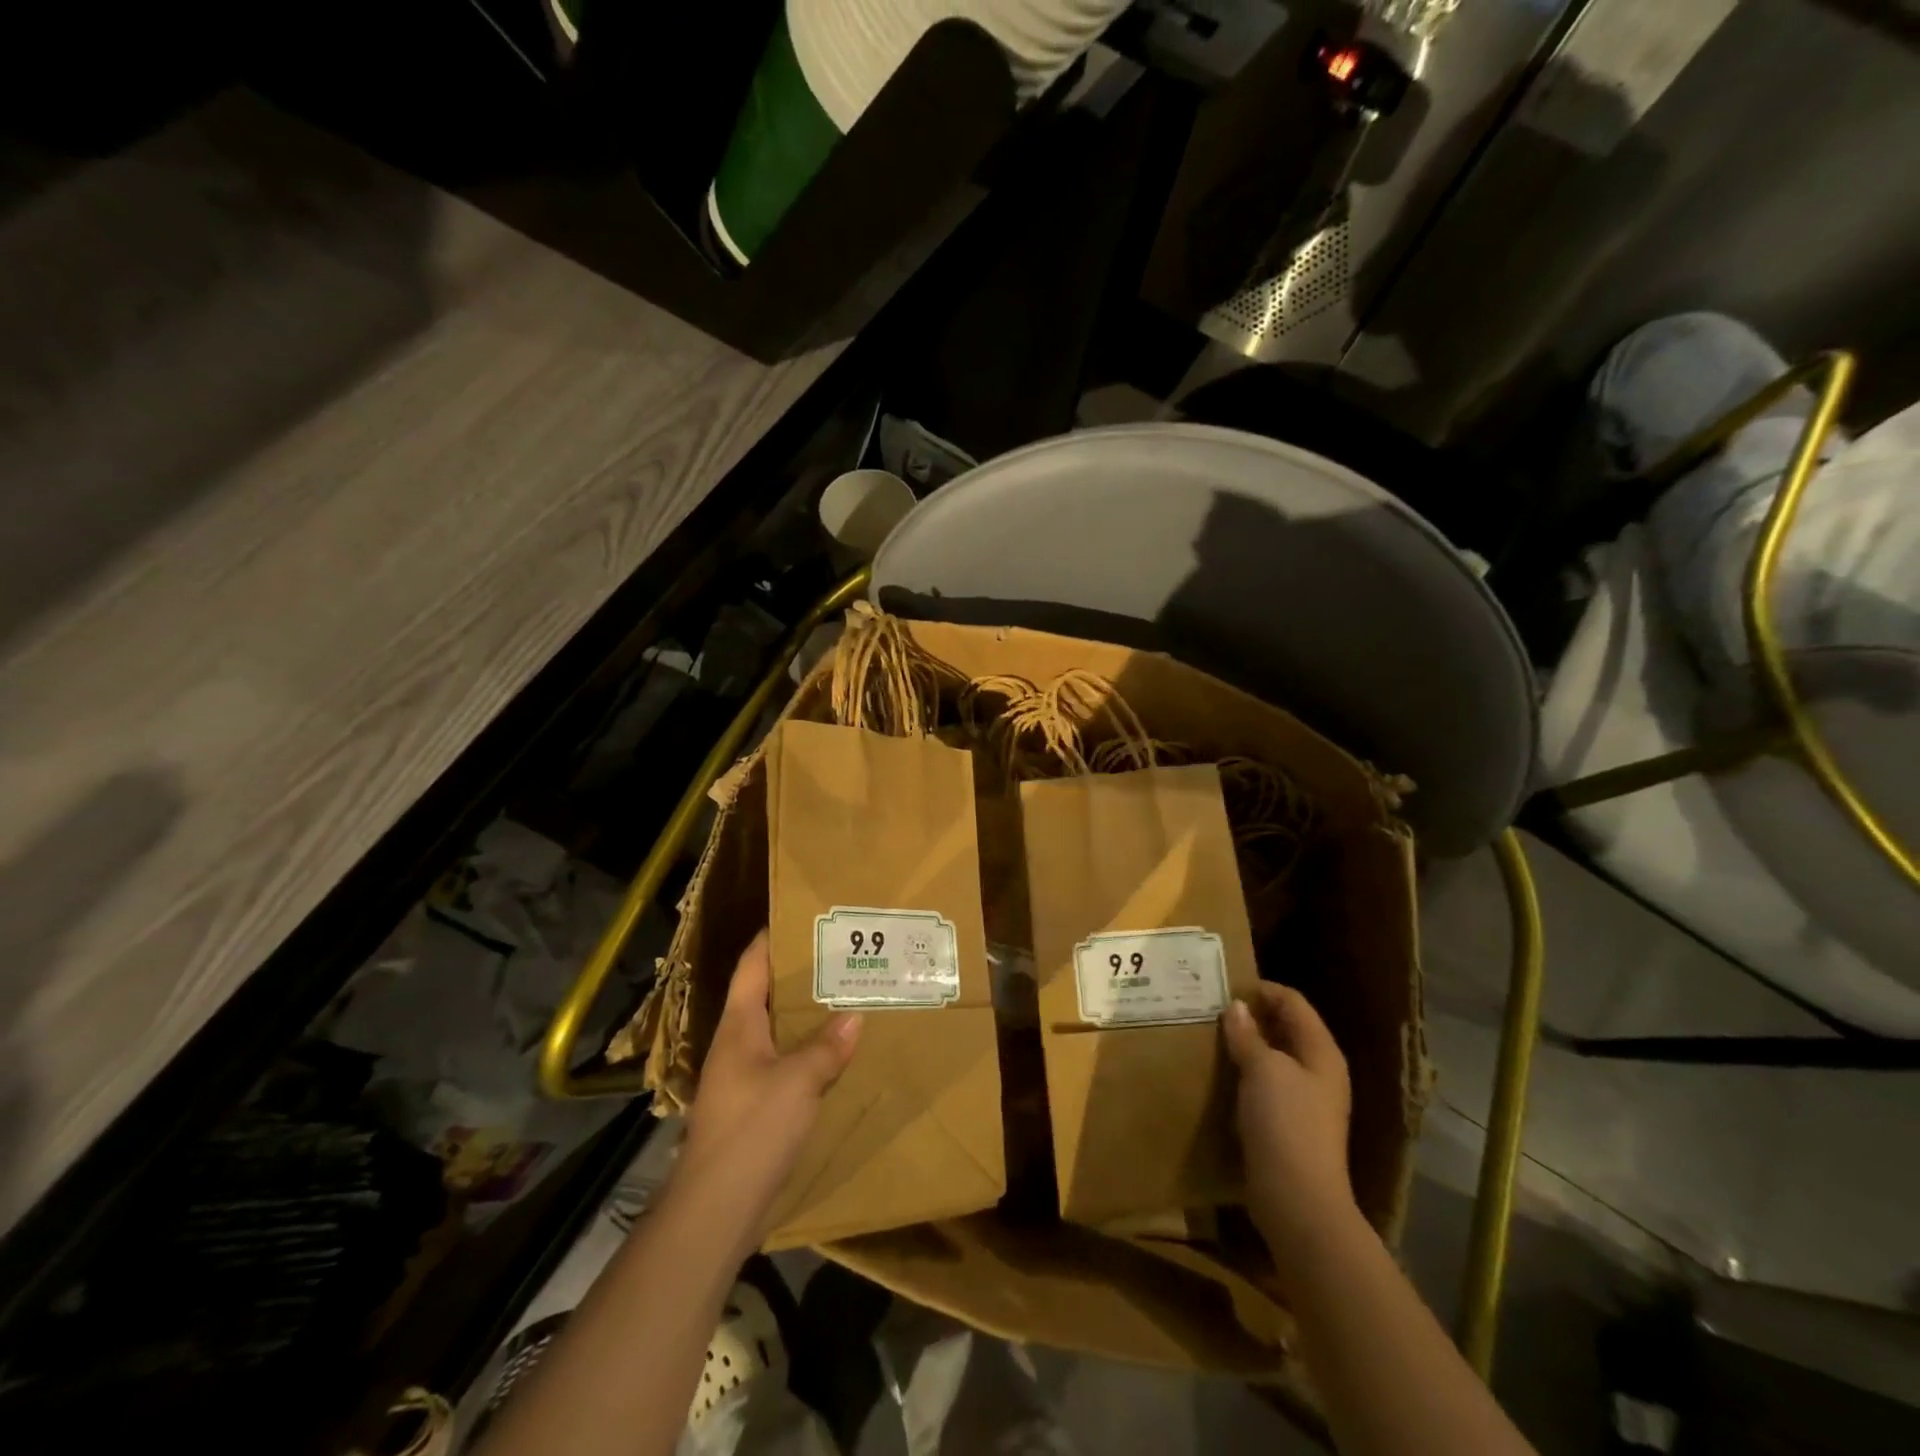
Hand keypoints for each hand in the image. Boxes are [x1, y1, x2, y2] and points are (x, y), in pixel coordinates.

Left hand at [676, 931, 860, 1242]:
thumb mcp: (797, 1082)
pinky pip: (784, 1064)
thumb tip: (854, 1016)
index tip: (801, 917)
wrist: (715, 1210)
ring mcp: (742, 1077)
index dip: (771, 938)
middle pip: (765, 996)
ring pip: (776, 1032)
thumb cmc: (752, 1130)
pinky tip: (835, 1056)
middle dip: (798, 976)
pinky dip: (807, 1052)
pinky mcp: (753, 1107)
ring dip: (805, 1016)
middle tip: (840, 956)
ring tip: (845, 998)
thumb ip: (826, 1047)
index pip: (751, 966)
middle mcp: (737, 1045)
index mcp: (739, 1026)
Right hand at [1223, 983, 1360, 1273]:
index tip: (1225, 985)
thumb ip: (1248, 1035)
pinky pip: (1266, 1084)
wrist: (1298, 1200)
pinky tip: (1220, 1073)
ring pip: (1274, 1057)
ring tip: (1210, 1035)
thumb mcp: (1263, 1070)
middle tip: (1212, 1007)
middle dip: (1252, 1015)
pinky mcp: (1288, 1123)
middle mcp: (1318, 1071)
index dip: (1262, 989)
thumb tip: (1236, 1007)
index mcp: (1321, 1052)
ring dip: (1246, 1044)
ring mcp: (1306, 1099)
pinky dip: (1245, 1072)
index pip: (1294, 1003)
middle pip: (1286, 1028)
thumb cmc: (1285, 1124)